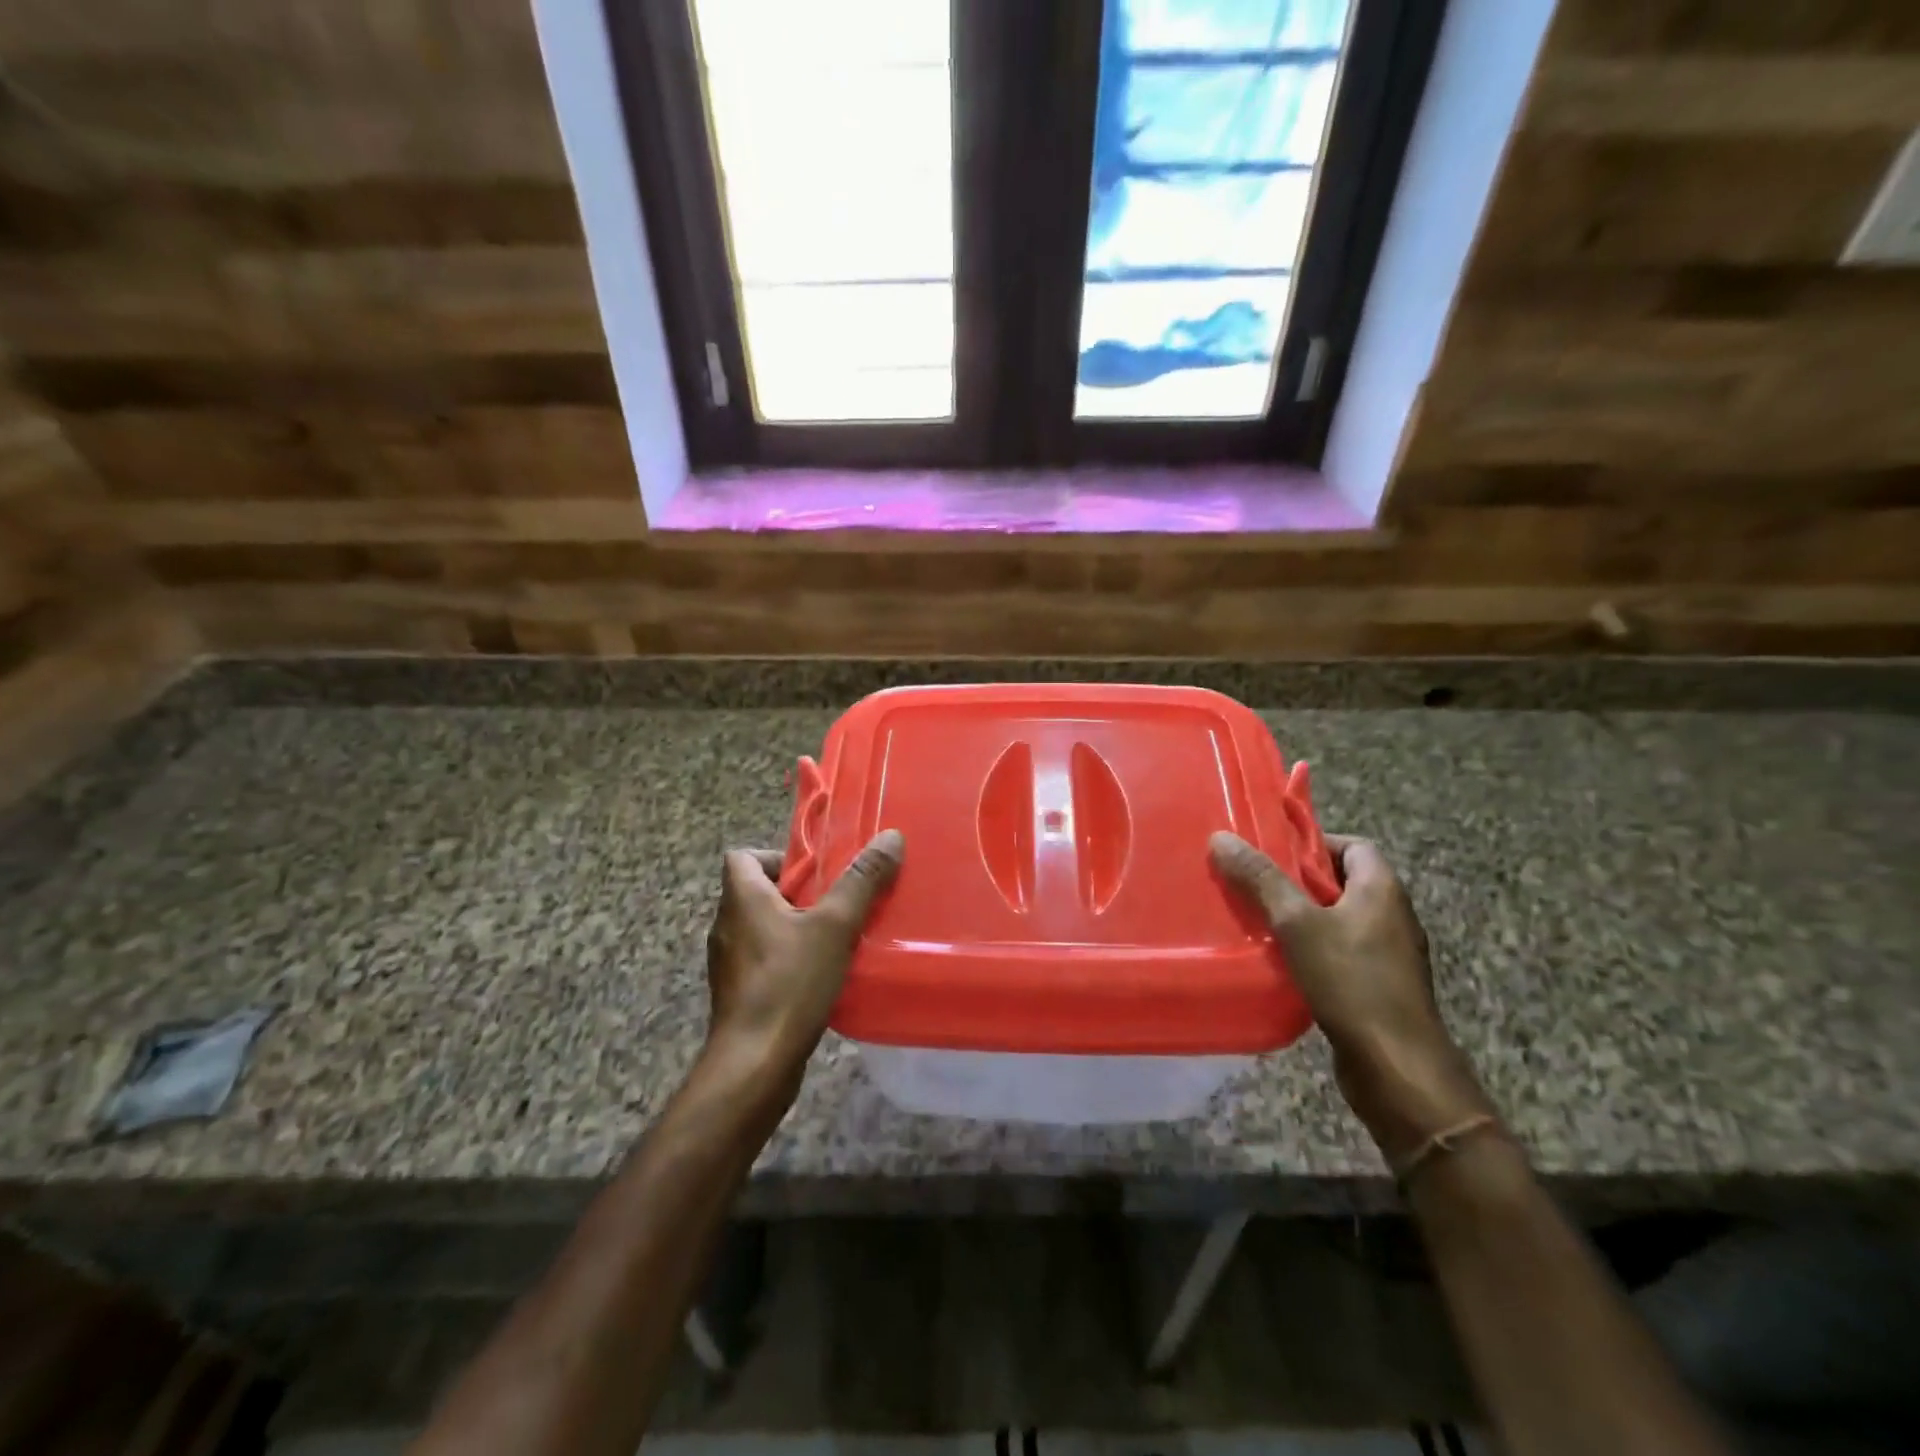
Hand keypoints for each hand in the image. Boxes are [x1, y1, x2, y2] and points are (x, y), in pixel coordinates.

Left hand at [703, 830, 904, 1092]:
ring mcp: (729, 963)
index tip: (814, 873)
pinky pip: (764, 960)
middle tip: (838, 903)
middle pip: (758, 891)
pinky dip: (789, 959)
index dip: (776, 856)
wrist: (754, 1064)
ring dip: (796, 928)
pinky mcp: (738, 994)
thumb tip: (890, 837)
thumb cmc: (789, 983)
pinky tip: (822, 975)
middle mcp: (726, 925)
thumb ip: (862, 881)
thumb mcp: (834, 926)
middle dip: (798, 894)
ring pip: (763, 928)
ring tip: (836, 938)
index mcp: (740, 898)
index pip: (742, 855)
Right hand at [1210, 830, 1492, 1162]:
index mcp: (1382, 890)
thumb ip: (1261, 880)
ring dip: (1302, 917)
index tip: (1273, 852)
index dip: (1314, 842)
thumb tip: (1221, 837)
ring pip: (1339, 919)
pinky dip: (1312, 949)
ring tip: (1259, 921)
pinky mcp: (1379, 986)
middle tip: (1255, 884)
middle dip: (1298, 881)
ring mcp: (1389, 955)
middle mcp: (1392, 916)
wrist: (1397, 1068)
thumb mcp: (1297, 923)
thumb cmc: (1351, 982)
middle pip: (1342, 881)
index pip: (1353, 845)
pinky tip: (1280, 962)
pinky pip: (1341, 952)